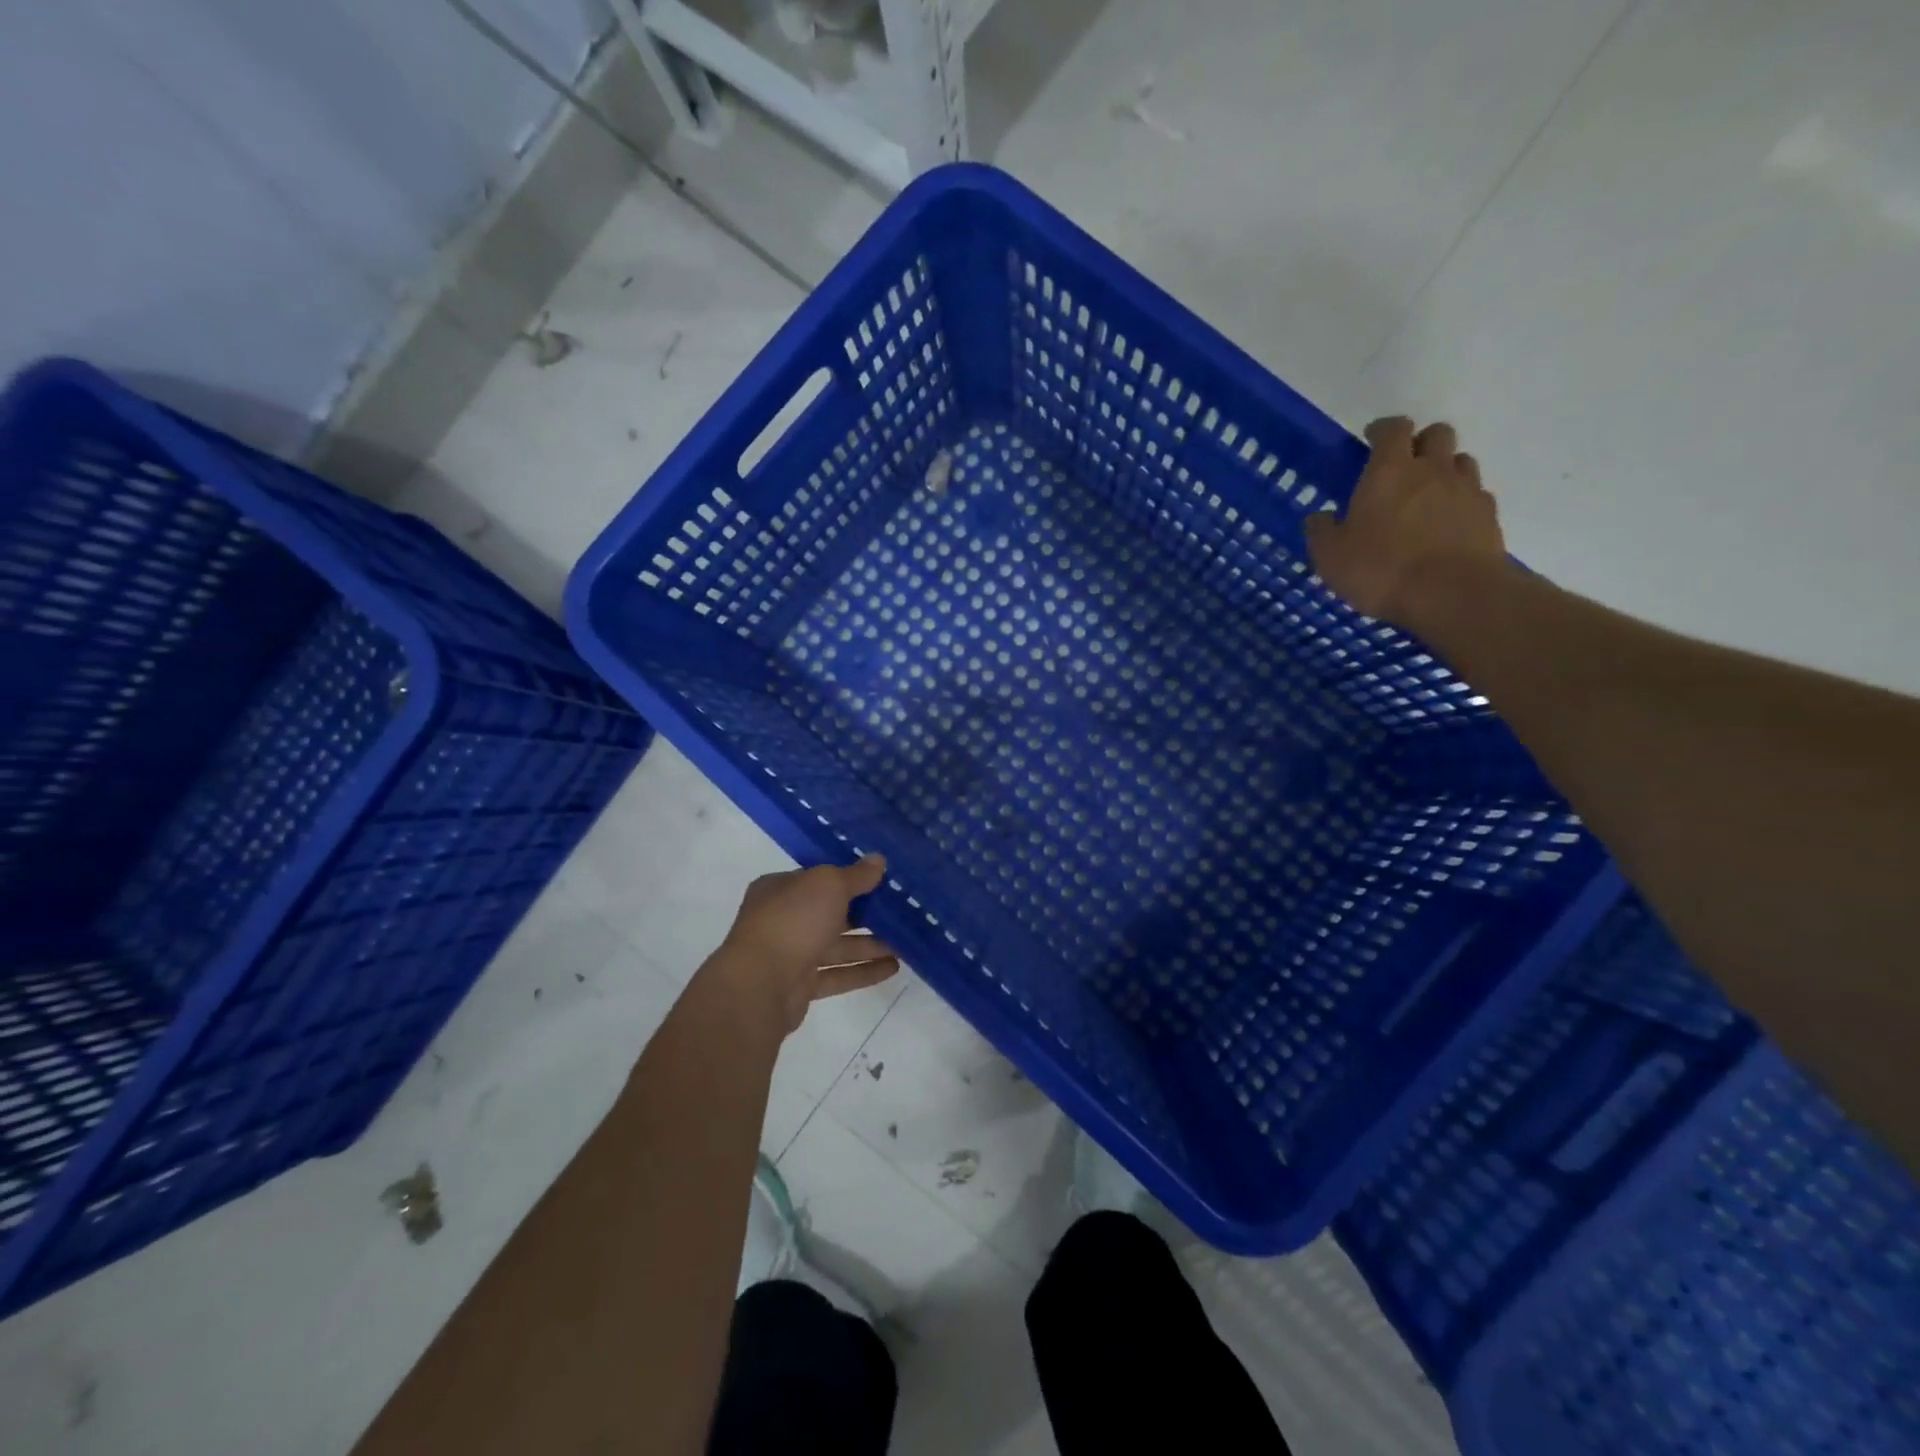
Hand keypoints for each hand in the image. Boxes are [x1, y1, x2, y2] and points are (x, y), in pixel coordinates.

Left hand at [715, 855, 899, 1034]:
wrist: (760, 985)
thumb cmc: (793, 921)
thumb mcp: (829, 885)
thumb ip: (856, 875)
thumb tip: (878, 859)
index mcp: (781, 888)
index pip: (819, 879)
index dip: (850, 878)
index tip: (882, 881)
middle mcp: (783, 919)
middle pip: (830, 913)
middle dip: (865, 914)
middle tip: (900, 913)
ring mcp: (790, 954)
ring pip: (837, 946)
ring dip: (870, 945)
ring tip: (904, 943)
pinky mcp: (800, 986)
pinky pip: (837, 974)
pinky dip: (863, 971)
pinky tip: (893, 968)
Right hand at [1304, 417, 1506, 625]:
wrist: (1452, 593)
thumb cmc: (1381, 569)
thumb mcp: (1330, 557)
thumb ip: (1322, 532)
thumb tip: (1319, 518)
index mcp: (1389, 472)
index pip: (1393, 429)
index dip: (1383, 429)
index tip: (1372, 438)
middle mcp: (1432, 470)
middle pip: (1436, 434)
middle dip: (1420, 442)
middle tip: (1403, 466)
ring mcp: (1466, 490)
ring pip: (1460, 461)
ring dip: (1444, 470)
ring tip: (1427, 496)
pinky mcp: (1488, 515)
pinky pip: (1476, 495)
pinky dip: (1461, 502)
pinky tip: (1448, 525)